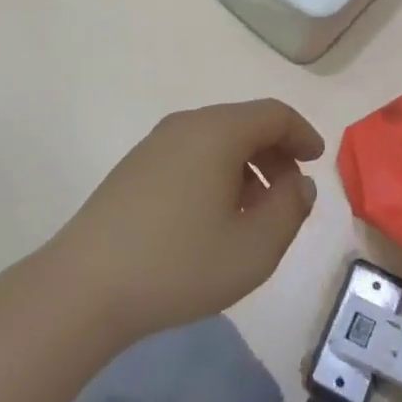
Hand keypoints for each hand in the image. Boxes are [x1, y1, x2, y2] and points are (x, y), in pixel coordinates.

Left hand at [50, 100, 322, 343]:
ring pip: (216, 140)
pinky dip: (216, 173)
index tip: (316, 162)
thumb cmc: (179, 264)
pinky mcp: (134, 168)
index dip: (302, 134)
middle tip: (290, 193)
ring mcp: (154, 145)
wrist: (85, 287)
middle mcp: (185, 125)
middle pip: (244, 123)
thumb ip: (289, 209)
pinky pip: (190, 155)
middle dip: (275, 153)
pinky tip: (213, 217)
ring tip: (254, 213)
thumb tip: (298, 183)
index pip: (273, 114)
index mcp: (217, 131)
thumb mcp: (254, 248)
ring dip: (245, 166)